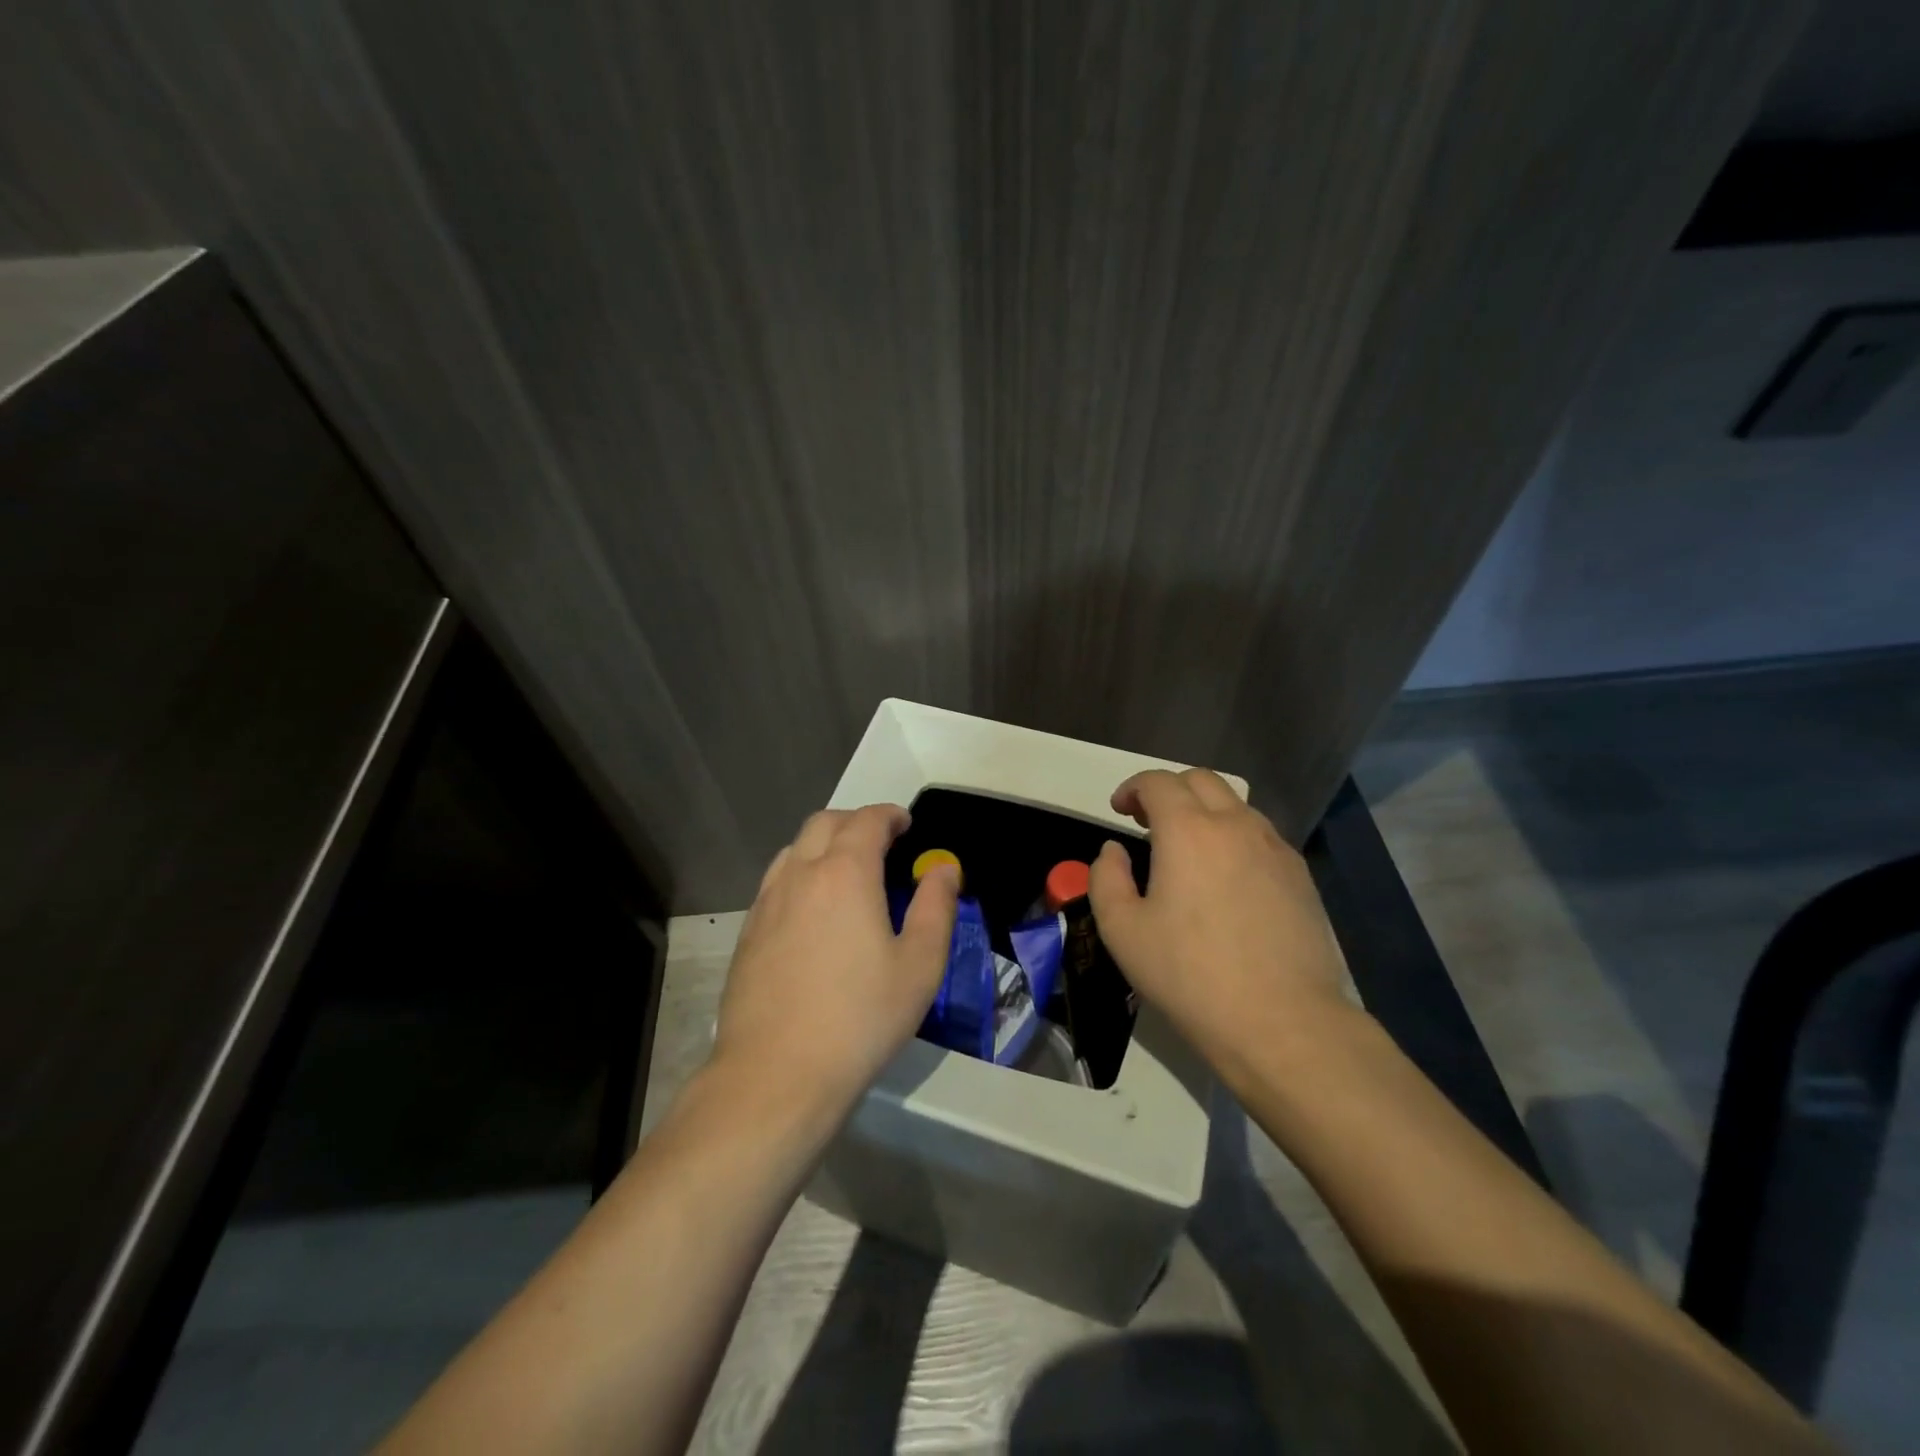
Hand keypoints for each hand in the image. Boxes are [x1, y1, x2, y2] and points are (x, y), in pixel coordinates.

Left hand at [712, 804, 959, 1119]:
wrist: (776, 1074)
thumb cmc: (860, 1018)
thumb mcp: (919, 965)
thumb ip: (936, 907)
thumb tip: (944, 868)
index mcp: (845, 873)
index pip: (867, 821)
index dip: (890, 816)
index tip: (906, 826)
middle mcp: (800, 874)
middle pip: (824, 823)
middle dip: (855, 822)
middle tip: (881, 844)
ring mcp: (767, 902)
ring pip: (794, 849)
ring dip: (823, 844)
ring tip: (847, 873)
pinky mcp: (748, 932)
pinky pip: (776, 881)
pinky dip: (800, 874)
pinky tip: (813, 912)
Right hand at [1088, 768, 1351, 1076]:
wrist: (1282, 1021)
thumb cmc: (1190, 975)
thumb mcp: (1122, 931)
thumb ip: (1106, 879)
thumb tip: (1113, 851)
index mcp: (1188, 830)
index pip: (1158, 782)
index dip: (1132, 788)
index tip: (1119, 810)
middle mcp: (1235, 825)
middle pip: (1201, 780)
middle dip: (1169, 790)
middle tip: (1148, 822)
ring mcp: (1275, 848)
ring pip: (1236, 805)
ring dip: (1204, 811)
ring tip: (1188, 850)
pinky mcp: (1300, 875)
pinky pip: (1261, 835)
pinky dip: (1234, 836)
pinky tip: (1227, 877)